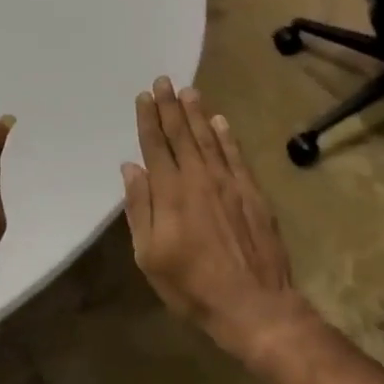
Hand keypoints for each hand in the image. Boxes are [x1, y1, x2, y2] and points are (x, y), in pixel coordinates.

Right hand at [122, 77, 317, 366]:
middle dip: (170, 106)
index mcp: (170, 193)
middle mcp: (198, 178)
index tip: (143, 96)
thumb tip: (131, 168)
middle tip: (163, 80)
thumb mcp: (149, 255)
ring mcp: (228, 183)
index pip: (155, 146)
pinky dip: (226, 136)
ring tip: (188, 91)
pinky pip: (236, 155)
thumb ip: (139, 208)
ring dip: (197, 113)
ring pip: (208, 139)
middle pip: (181, 134)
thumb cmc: (191, 285)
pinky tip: (220, 121)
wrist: (252, 304)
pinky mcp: (251, 192)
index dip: (148, 119)